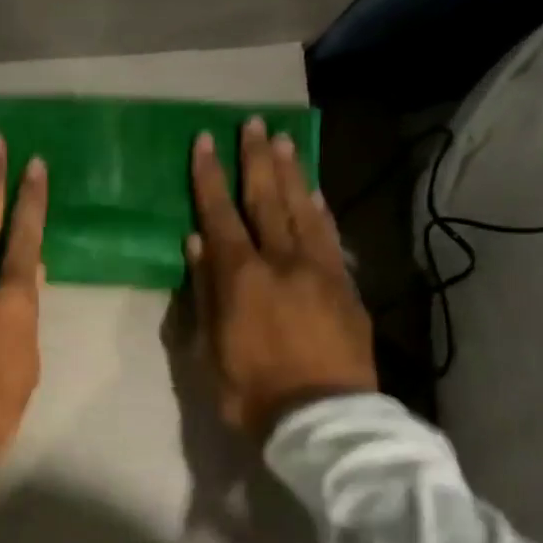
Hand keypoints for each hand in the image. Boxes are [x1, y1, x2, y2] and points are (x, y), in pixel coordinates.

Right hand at [186, 118, 375, 438]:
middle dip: (257, 159)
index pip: (220, 215)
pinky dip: (319, 210)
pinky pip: (329, 236)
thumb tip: (197, 244)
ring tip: (283, 140)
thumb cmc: (250, 391)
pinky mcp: (345, 287)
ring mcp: (319, 271)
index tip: (204, 141)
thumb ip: (204, 293)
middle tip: (253, 123)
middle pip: (267, 200)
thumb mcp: (209, 349)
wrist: (322, 419)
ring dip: (291, 173)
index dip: (210, 177)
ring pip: (303, 210)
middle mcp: (282, 262)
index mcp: (241, 278)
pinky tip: (314, 192)